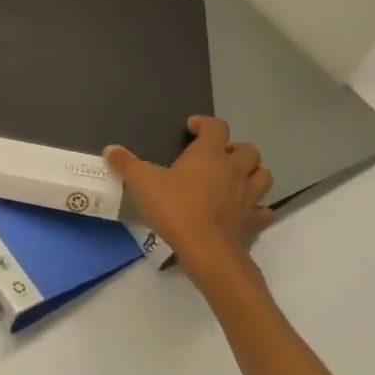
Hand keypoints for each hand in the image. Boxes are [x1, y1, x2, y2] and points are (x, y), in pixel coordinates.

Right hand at [105, 117, 274, 276]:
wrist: (208, 251)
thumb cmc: (176, 208)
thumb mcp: (142, 183)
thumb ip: (126, 164)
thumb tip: (110, 149)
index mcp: (210, 154)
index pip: (216, 127)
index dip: (205, 124)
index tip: (192, 127)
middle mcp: (235, 170)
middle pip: (248, 151)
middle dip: (235, 149)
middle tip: (218, 156)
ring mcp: (249, 196)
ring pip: (263, 176)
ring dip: (252, 174)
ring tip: (235, 180)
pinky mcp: (255, 222)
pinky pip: (263, 210)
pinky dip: (257, 208)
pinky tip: (243, 212)